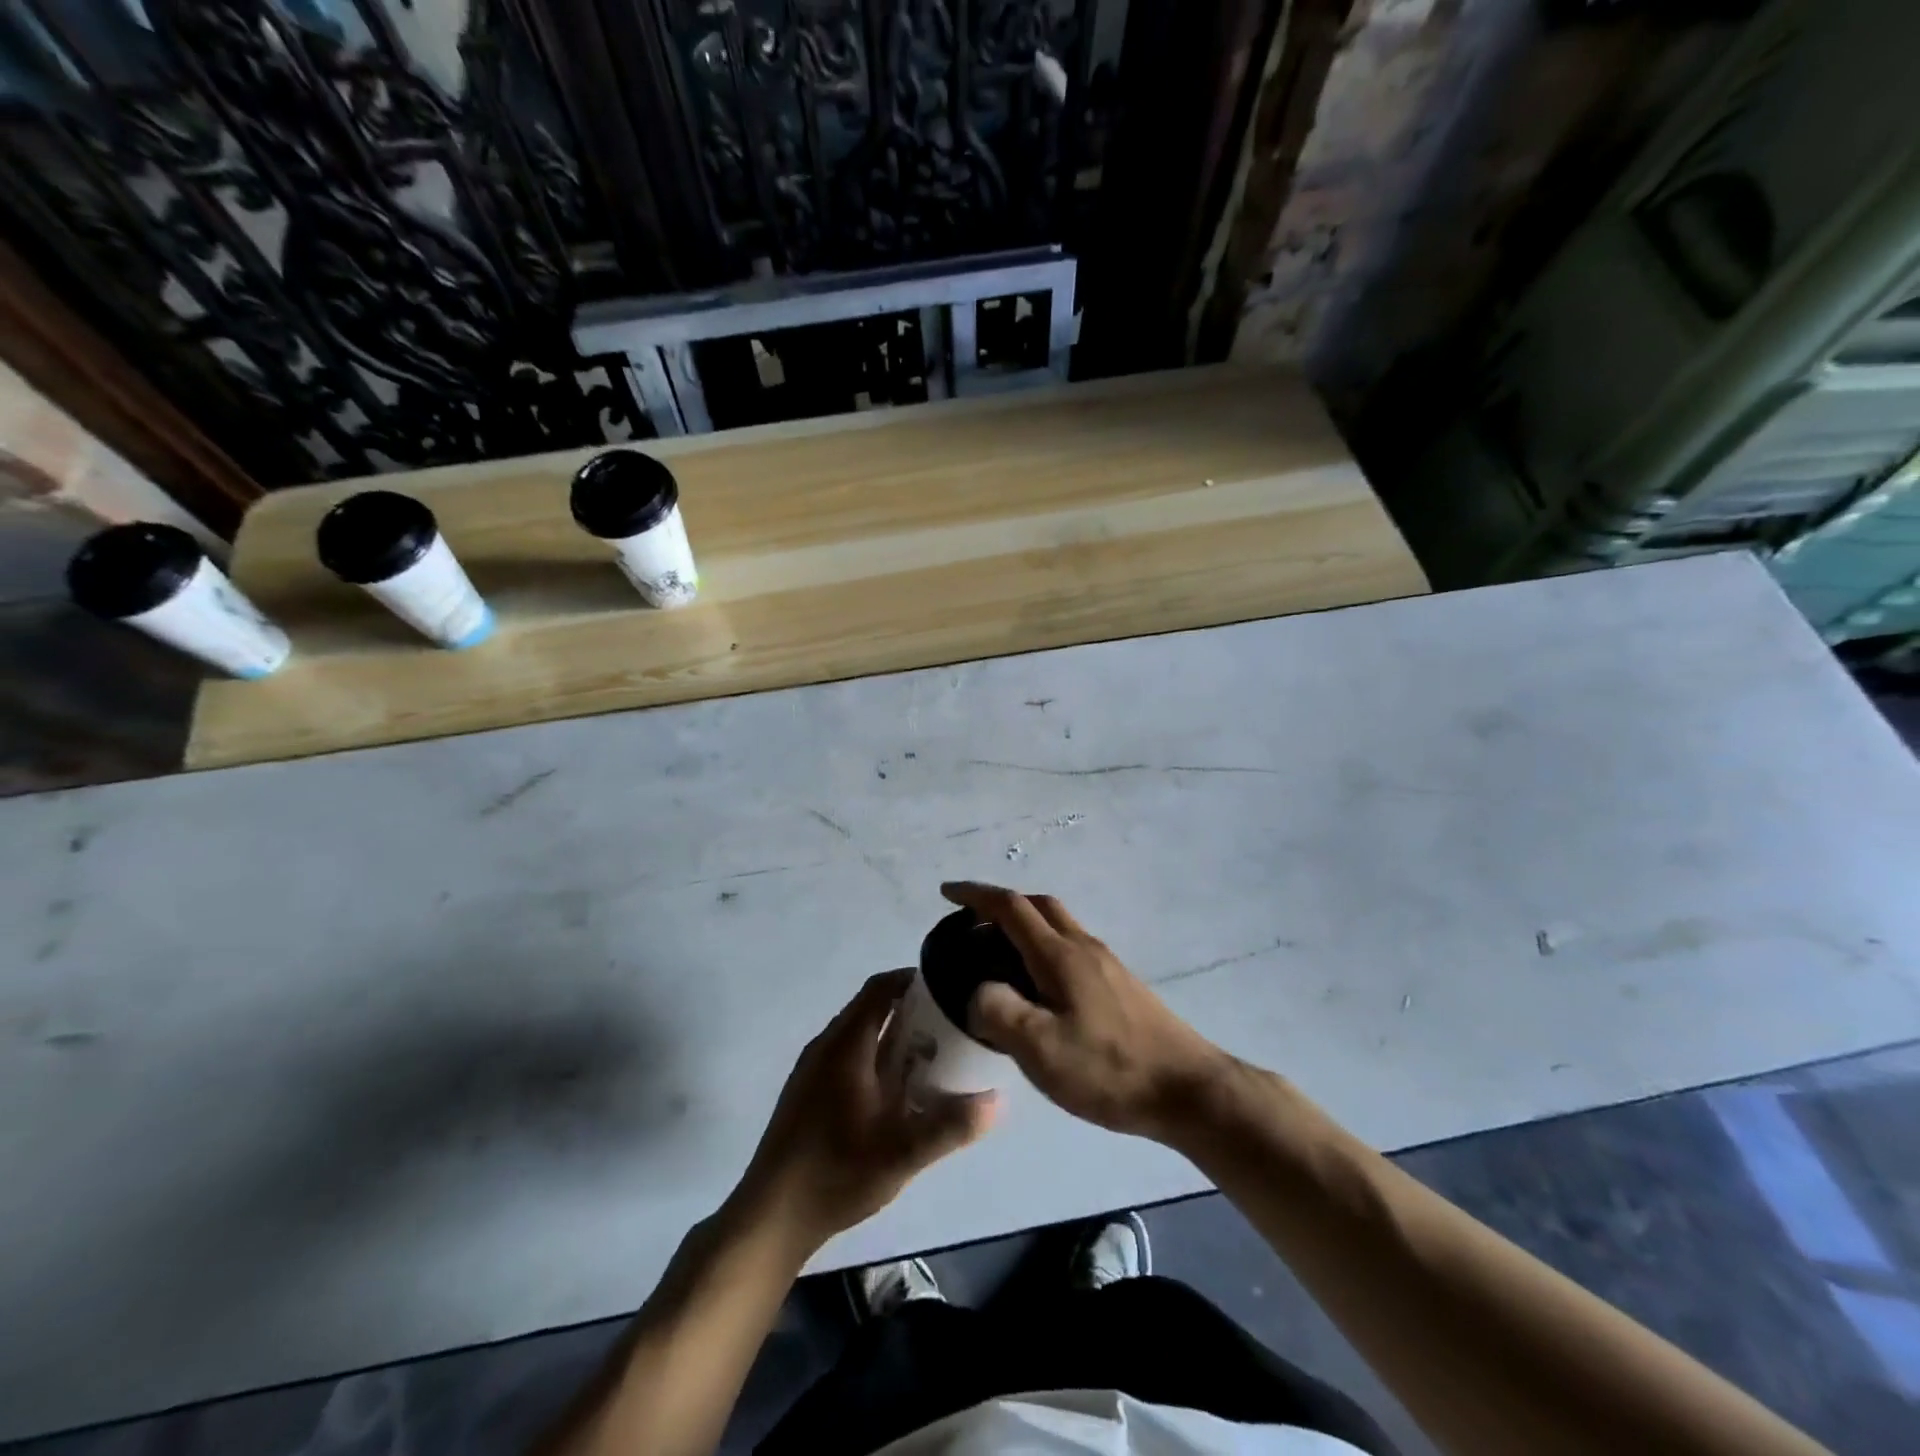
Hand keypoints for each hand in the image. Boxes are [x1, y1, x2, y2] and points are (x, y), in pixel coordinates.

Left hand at [734, 969, 997, 1252]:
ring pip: (858, 1033)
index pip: (880, 988)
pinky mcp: (806, 1091)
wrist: (770, 1217)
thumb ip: (950, 1125)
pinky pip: (846, 1055)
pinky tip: (893, 1092)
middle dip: (910, 1010)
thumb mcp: (901, 1153)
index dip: (912, 980)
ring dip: (892, 1035)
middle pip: (871, 1008)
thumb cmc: (836, 1173)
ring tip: (929, 1057)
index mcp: (846, 1045)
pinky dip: (874, 1056)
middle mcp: (826, 1045)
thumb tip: (998, 1100)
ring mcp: (811, 1068)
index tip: (948, 990)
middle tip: (949, 1028)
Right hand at [945, 881, 1233, 1141]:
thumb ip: (999, 1012)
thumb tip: (979, 991)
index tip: (947, 893)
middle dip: (1002, 904)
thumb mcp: (1040, 1049)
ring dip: (1025, 926)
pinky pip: (1071, 948)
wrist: (1187, 1089)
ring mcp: (1106, 964)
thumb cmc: (1109, 1068)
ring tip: (999, 958)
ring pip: (1058, 926)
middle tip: (972, 925)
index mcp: (1059, 955)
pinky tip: (1040, 989)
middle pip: (1039, 906)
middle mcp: (1083, 947)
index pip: (1011, 907)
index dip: (976, 895)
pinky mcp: (1120, 985)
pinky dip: (1044, 948)